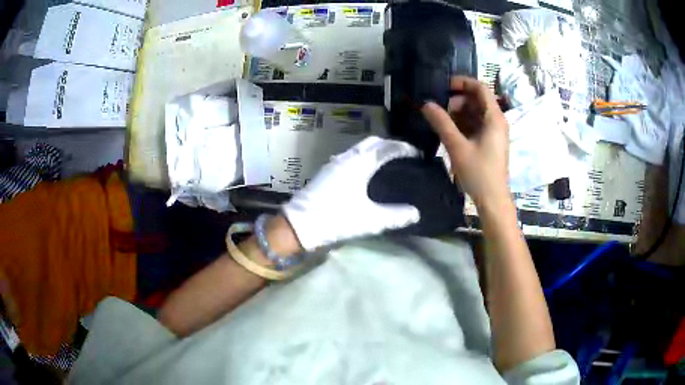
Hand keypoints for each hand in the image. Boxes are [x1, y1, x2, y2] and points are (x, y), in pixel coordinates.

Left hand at [282, 137, 420, 250]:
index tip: (418, 154)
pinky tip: (368, 173)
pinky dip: (364, 158)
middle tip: (405, 157)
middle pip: (373, 142)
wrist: (298, 225)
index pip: (387, 147)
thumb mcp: (370, 220)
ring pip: (360, 148)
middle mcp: (346, 158)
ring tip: (390, 163)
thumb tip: (415, 213)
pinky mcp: (327, 172)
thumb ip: (395, 216)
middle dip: (390, 145)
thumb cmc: (335, 219)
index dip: (404, 148)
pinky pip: (351, 156)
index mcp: (359, 164)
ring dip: (376, 150)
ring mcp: (334, 163)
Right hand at [421, 76, 509, 208]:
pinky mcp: (489, 142)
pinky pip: (476, 125)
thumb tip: (426, 104)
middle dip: (457, 99)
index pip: (480, 88)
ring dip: (458, 112)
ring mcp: (494, 132)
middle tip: (439, 107)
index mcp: (494, 118)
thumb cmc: (478, 173)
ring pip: (475, 113)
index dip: (462, 82)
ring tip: (440, 119)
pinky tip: (448, 130)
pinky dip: (463, 123)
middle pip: (477, 99)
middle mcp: (497, 121)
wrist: (492, 200)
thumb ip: (441, 123)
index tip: (444, 86)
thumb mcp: (457, 146)